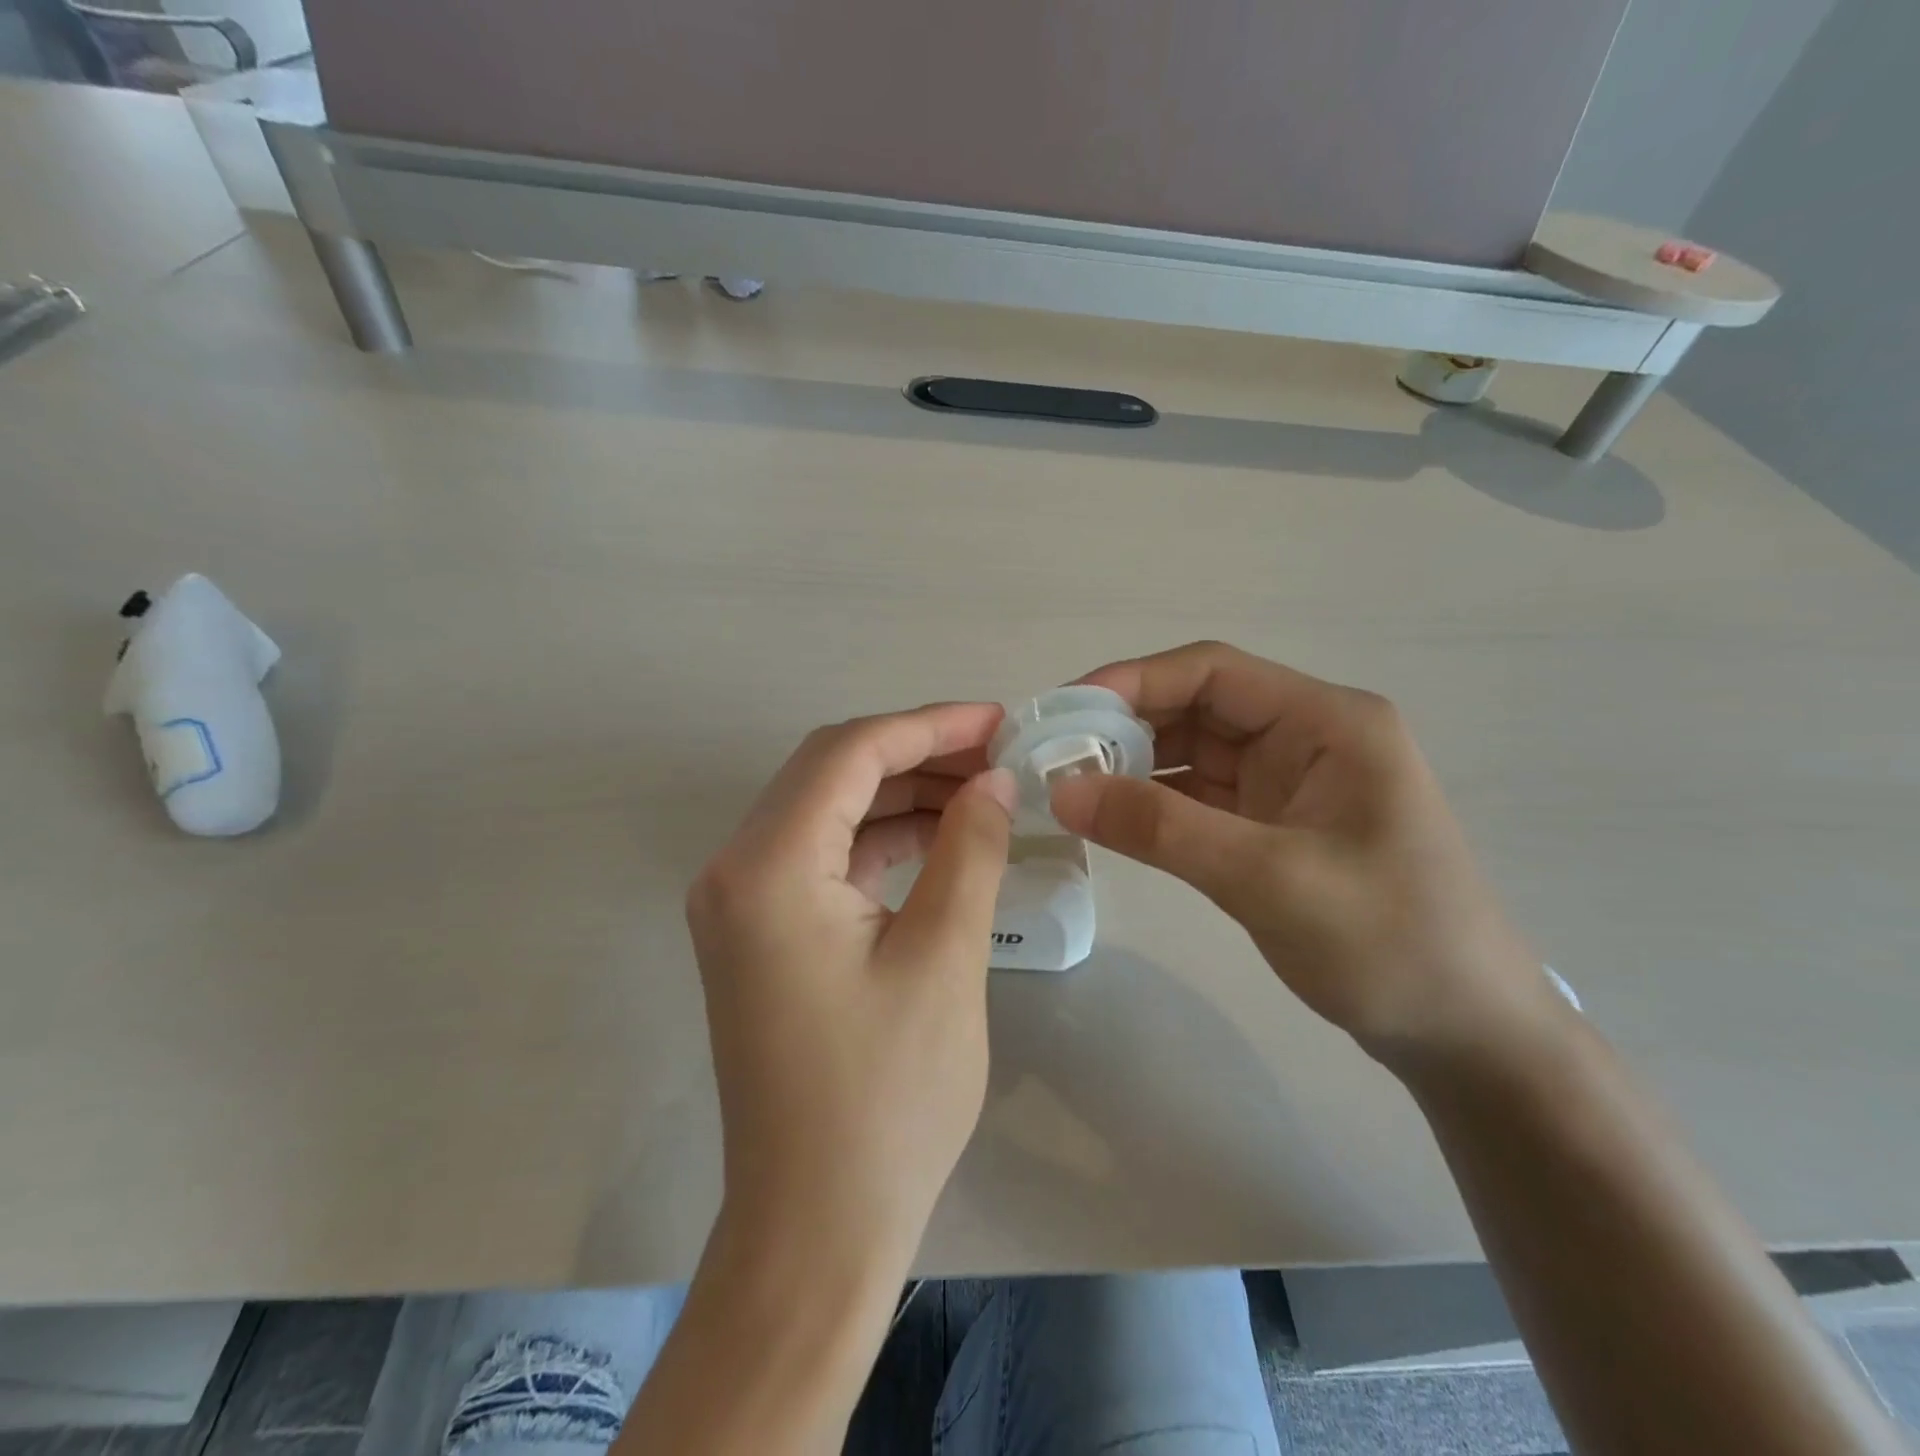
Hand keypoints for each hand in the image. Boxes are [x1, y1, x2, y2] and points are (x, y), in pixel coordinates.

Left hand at [684, 704, 1015, 1271]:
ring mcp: (742, 903)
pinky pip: (824, 855)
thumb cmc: (887, 1098)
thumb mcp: (944, 957)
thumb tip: (994, 780)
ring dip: (902, 792)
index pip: (850, 753)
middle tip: (998, 756)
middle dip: (917, 752)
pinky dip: (882, 836)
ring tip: (982, 792)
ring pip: (829, 809)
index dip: (929, 726)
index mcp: (768, 867)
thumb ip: (969, 848)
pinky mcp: (762, 932)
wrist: (816, 1225)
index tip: (999, 721)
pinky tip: (942, 838)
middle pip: (831, 770)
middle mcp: (737, 870)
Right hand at [1049, 642, 1563, 1065]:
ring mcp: (1288, 782)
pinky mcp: (1272, 824)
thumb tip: (1062, 789)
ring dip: (1132, 766)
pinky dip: (1153, 803)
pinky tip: (1110, 818)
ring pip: (1191, 752)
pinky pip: (1198, 796)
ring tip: (1068, 787)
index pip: (1212, 671)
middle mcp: (1306, 736)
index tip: (1063, 712)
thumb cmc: (1390, 944)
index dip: (1132, 681)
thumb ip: (1162, 829)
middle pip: (1196, 707)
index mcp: (1327, 722)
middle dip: (1124, 726)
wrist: (1465, 1035)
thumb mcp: (1269, 880)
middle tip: (1052, 756)